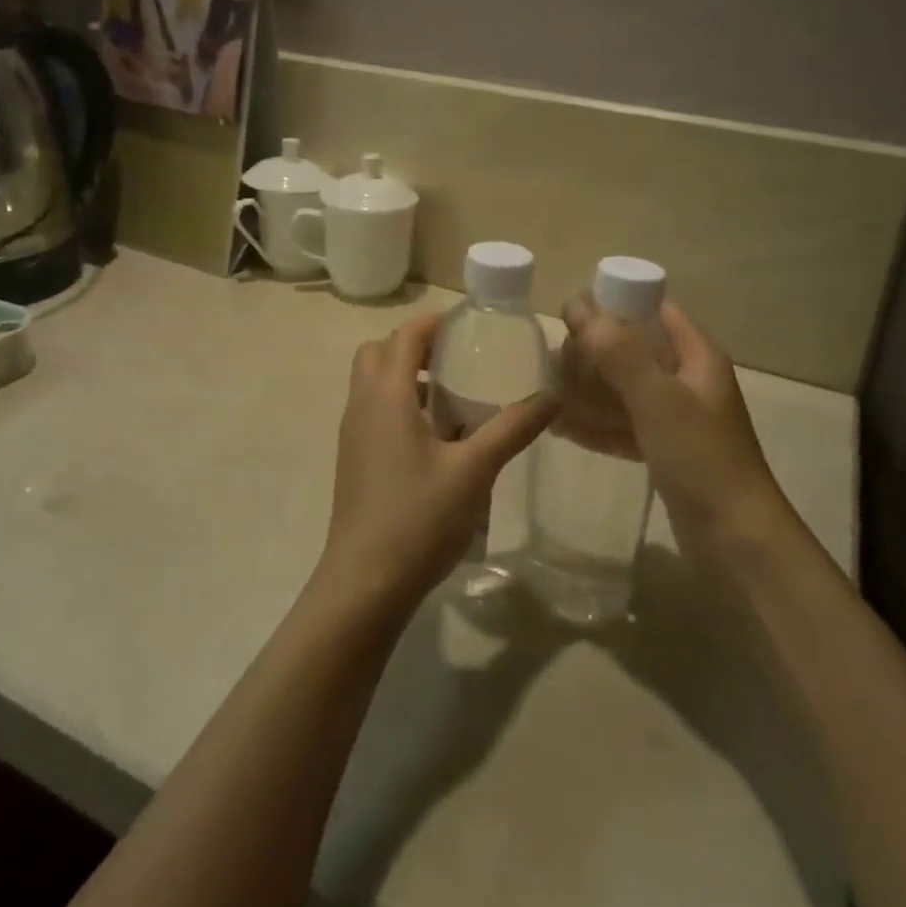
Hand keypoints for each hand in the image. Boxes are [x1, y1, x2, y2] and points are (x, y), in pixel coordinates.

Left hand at [317, 313, 557, 615]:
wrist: (365, 584)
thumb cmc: (418, 518)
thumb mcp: (475, 470)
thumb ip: (513, 428)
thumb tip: (553, 396)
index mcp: (386, 395)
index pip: (404, 335)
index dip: (435, 322)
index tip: (470, 324)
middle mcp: (361, 405)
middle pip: (378, 353)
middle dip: (414, 346)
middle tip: (457, 357)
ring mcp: (353, 435)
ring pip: (373, 385)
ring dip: (405, 377)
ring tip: (453, 395)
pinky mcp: (354, 461)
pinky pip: (374, 412)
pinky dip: (400, 406)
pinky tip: (437, 439)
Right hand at [559, 297, 786, 543]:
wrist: (737, 541)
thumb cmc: (700, 457)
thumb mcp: (657, 398)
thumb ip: (617, 351)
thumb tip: (576, 304)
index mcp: (696, 356)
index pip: (653, 311)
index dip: (614, 304)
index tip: (570, 313)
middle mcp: (688, 381)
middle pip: (633, 351)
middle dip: (592, 354)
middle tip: (551, 363)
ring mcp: (677, 419)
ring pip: (624, 391)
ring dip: (588, 390)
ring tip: (546, 393)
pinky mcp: (665, 452)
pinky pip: (624, 426)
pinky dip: (596, 425)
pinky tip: (560, 427)